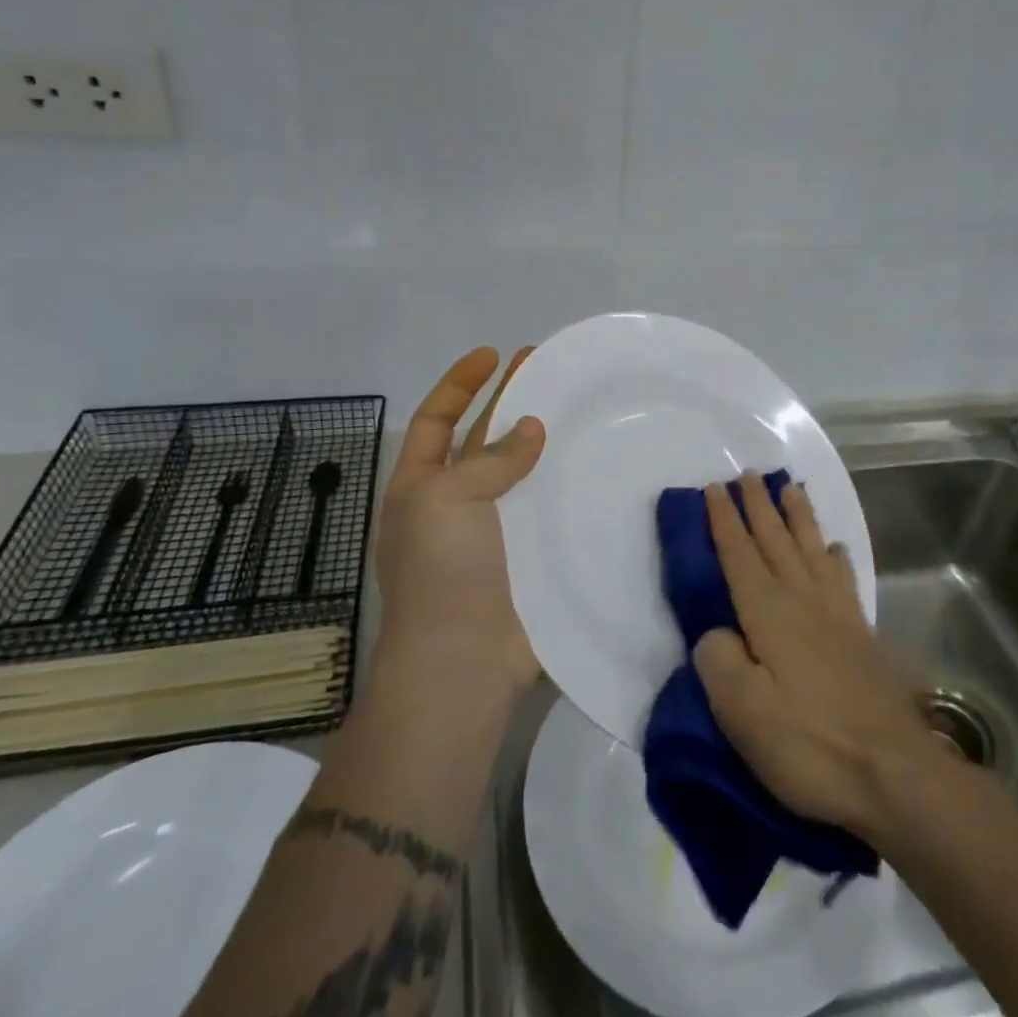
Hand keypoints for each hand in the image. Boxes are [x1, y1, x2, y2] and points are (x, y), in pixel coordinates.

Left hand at [369, 347, 544, 703]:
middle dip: (509, 402)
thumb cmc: (441, 570)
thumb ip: (490, 459)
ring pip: (521, 473)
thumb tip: (531, 429)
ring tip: (578, 408)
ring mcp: (494, 532)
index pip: (436, 420)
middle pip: (483, 440)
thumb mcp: (446, 498)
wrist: (463, 661)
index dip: (461, 385)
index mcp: (421, 486)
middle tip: (546, 368)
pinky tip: (596, 467)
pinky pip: (548, 512)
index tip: (493, 355)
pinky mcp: (529, 558)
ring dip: (544, 443)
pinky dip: (567, 488)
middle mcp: (455, 504)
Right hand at [693, 472, 943, 842]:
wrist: (894, 775)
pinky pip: (843, 579)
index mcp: (768, 613)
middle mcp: (803, 601)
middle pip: (776, 540)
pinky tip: (836, 549)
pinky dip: (836, 557)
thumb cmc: (810, 745)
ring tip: (791, 489)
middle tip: (749, 474)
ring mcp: (837, 616)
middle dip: (759, 506)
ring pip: (812, 550)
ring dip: (798, 518)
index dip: (724, 520)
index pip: (738, 554)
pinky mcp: (861, 636)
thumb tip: (715, 634)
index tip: (714, 487)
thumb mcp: (744, 712)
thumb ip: (718, 662)